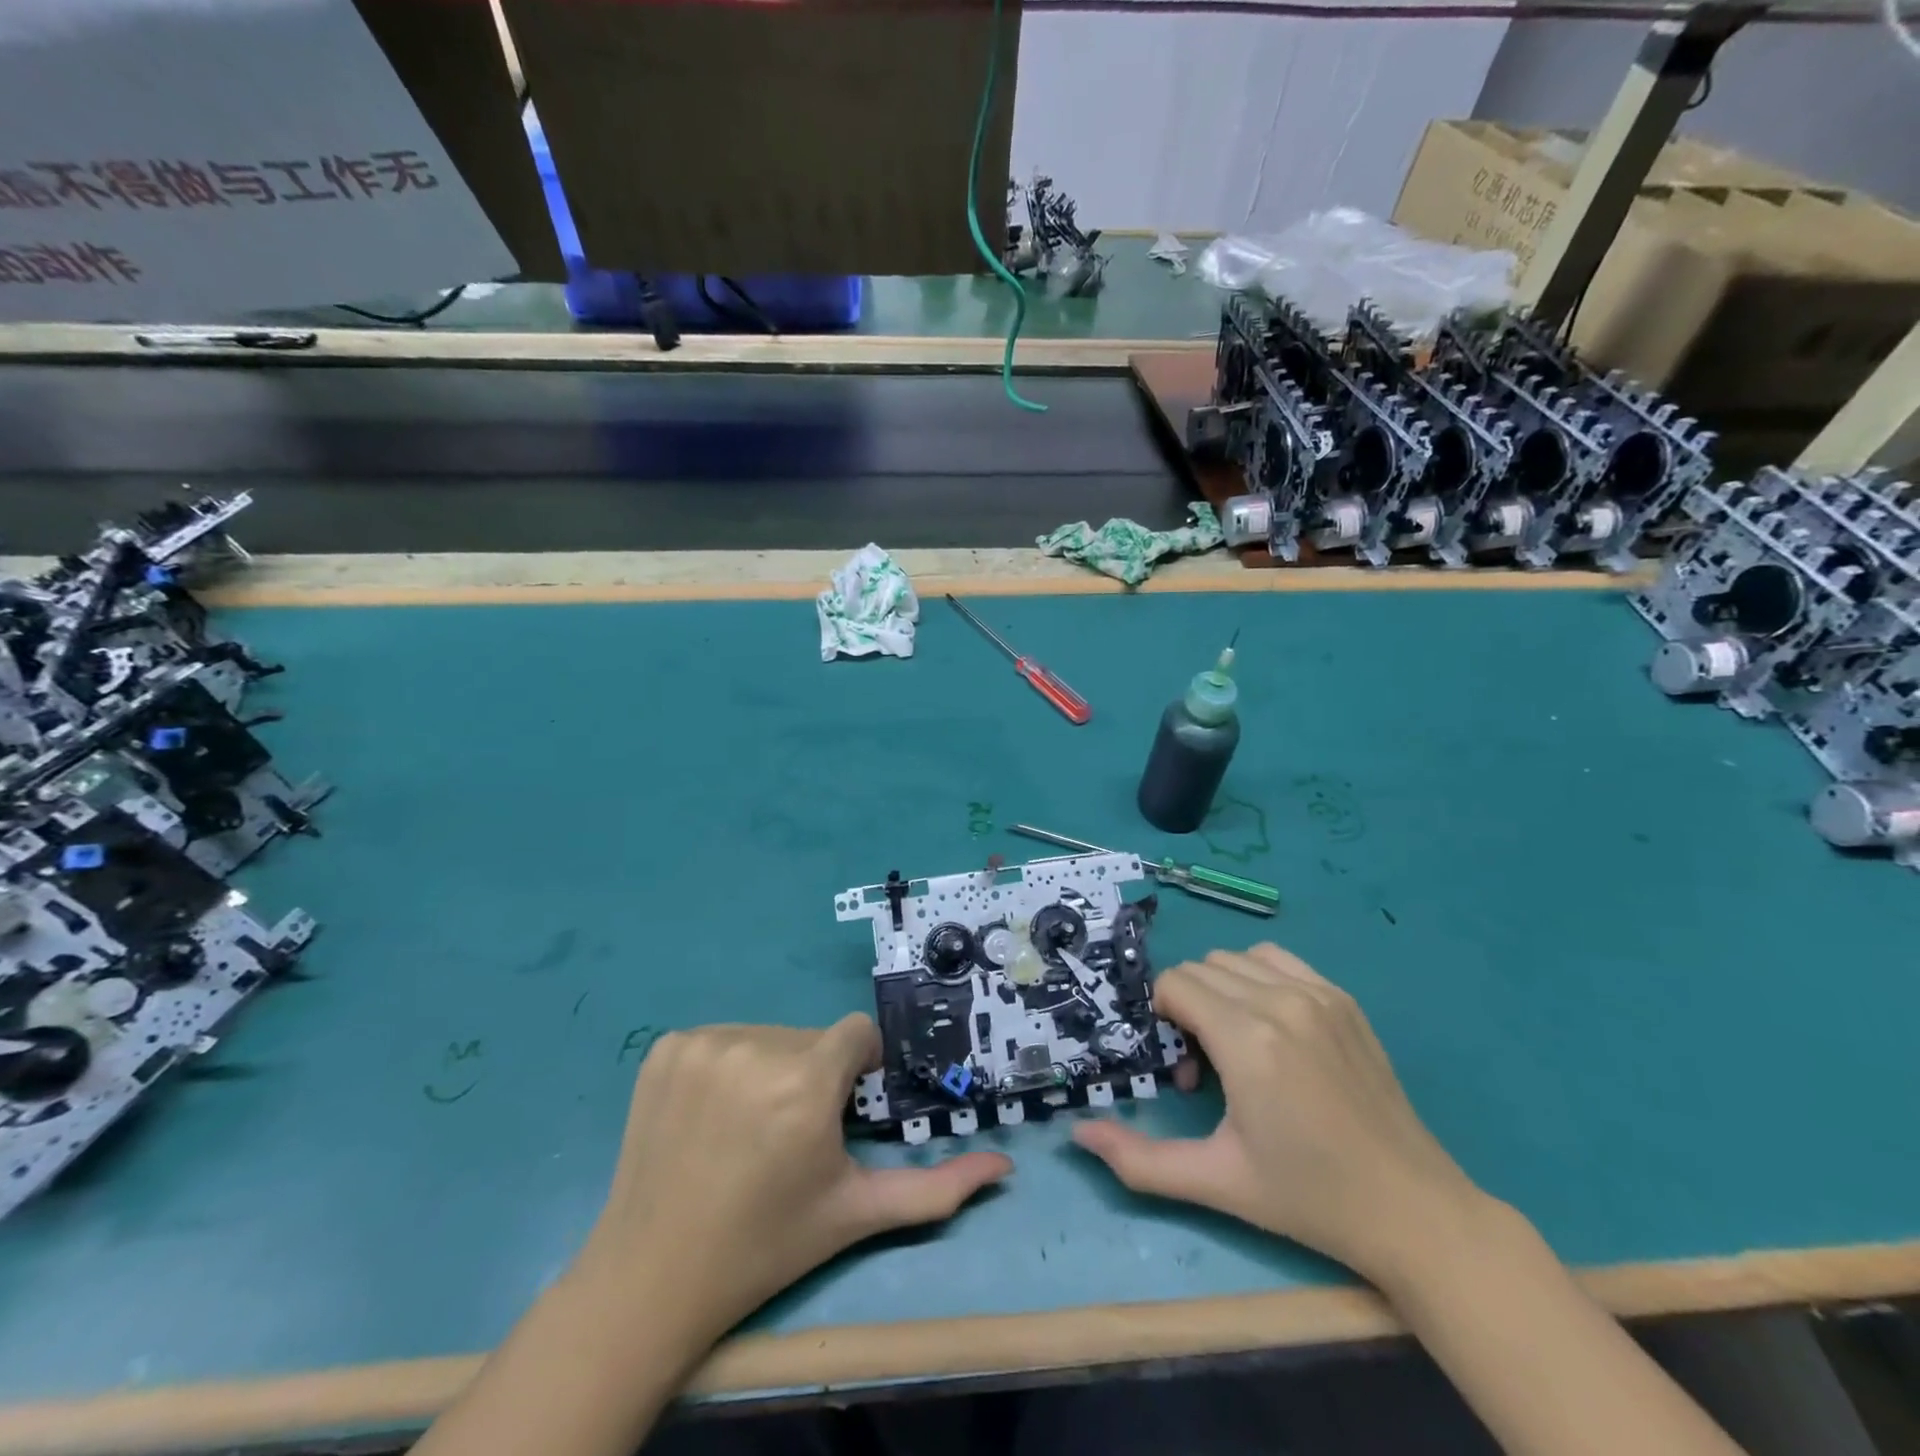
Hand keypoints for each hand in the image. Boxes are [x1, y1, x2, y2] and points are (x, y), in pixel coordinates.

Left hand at [572, 1017, 1010, 1345]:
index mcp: (806, 1083)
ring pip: (768, 1034)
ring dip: (771, 1068)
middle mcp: (755, 1046)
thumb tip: (1005, 1166)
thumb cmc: (766, 1245)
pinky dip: (726, 1065)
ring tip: (748, 1127)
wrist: (652, 1279)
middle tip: (790, 1134)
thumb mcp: (856, 1213)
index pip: (857, 1035)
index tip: (839, 1111)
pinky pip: (722, 1037)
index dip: (856, 1070)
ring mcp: (703, 1042)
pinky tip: (710, 1115)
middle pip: (811, 1037)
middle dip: (814, 1074)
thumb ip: (936, 1188)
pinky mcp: (665, 1047)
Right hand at [1072, 942, 1483, 1285]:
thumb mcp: (1216, 1182)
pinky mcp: (1342, 998)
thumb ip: (1139, 1160)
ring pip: (1236, 959)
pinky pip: (1277, 959)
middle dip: (1188, 1008)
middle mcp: (1280, 1001)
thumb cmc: (1308, 1197)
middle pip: (1201, 969)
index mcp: (1247, 1039)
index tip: (1185, 1070)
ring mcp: (1318, 994)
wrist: (1413, 1209)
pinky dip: (1258, 979)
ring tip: (1239, 1045)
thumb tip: (1079, 1135)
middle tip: (1209, 1068)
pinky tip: (1273, 1028)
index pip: (1175, 985)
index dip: (1164, 1022)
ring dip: (1220, 990)